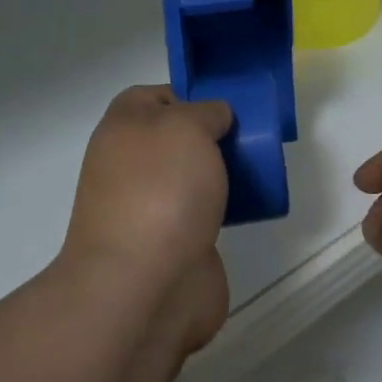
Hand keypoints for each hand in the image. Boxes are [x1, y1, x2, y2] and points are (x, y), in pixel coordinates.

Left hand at [62, 85, 233, 352]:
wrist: (147, 285)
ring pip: (192, 178)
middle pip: (176, 139)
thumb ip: (205, 111)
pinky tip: (251, 210)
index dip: (188, 96)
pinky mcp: (174, 244)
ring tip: (259, 172)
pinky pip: (204, 215)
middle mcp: (131, 166)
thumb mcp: (186, 126)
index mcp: (123, 130)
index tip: (226, 107)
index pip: (152, 97)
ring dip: (222, 175)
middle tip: (251, 139)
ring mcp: (150, 208)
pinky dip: (226, 211)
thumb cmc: (161, 192)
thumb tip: (214, 118)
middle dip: (213, 138)